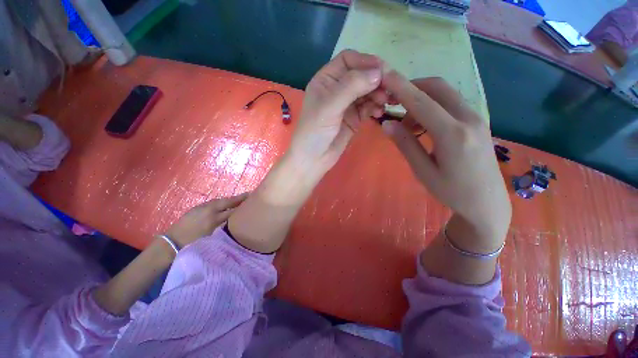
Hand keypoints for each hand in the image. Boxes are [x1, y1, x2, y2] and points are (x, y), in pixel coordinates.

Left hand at [163, 193, 248, 247]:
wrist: (171, 243)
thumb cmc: (193, 244)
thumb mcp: (212, 238)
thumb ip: (225, 228)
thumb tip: (235, 222)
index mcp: (214, 219)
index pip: (233, 210)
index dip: (243, 206)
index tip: (252, 202)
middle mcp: (210, 210)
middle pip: (228, 202)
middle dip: (239, 198)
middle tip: (250, 194)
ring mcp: (203, 207)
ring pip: (221, 201)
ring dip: (231, 199)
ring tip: (240, 198)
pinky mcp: (197, 207)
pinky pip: (214, 202)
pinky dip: (223, 201)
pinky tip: (225, 203)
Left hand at [287, 49, 385, 175]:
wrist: (313, 159)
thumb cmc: (315, 131)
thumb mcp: (330, 106)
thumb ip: (352, 87)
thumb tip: (379, 71)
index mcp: (326, 79)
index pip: (348, 59)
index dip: (366, 61)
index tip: (383, 71)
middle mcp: (337, 89)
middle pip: (361, 75)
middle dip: (376, 79)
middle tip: (390, 89)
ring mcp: (347, 104)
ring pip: (367, 91)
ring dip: (379, 93)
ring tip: (386, 102)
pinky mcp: (354, 118)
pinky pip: (369, 107)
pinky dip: (376, 107)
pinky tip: (380, 112)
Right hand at [380, 74, 510, 250]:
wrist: (487, 203)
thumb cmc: (452, 192)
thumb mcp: (423, 171)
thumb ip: (406, 144)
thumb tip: (387, 124)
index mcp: (453, 134)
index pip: (422, 102)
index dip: (401, 87)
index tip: (385, 75)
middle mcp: (469, 118)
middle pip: (437, 87)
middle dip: (411, 88)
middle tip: (392, 103)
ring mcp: (477, 118)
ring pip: (445, 93)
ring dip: (421, 99)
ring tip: (407, 125)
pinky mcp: (477, 122)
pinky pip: (451, 103)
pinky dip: (433, 106)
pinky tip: (424, 125)